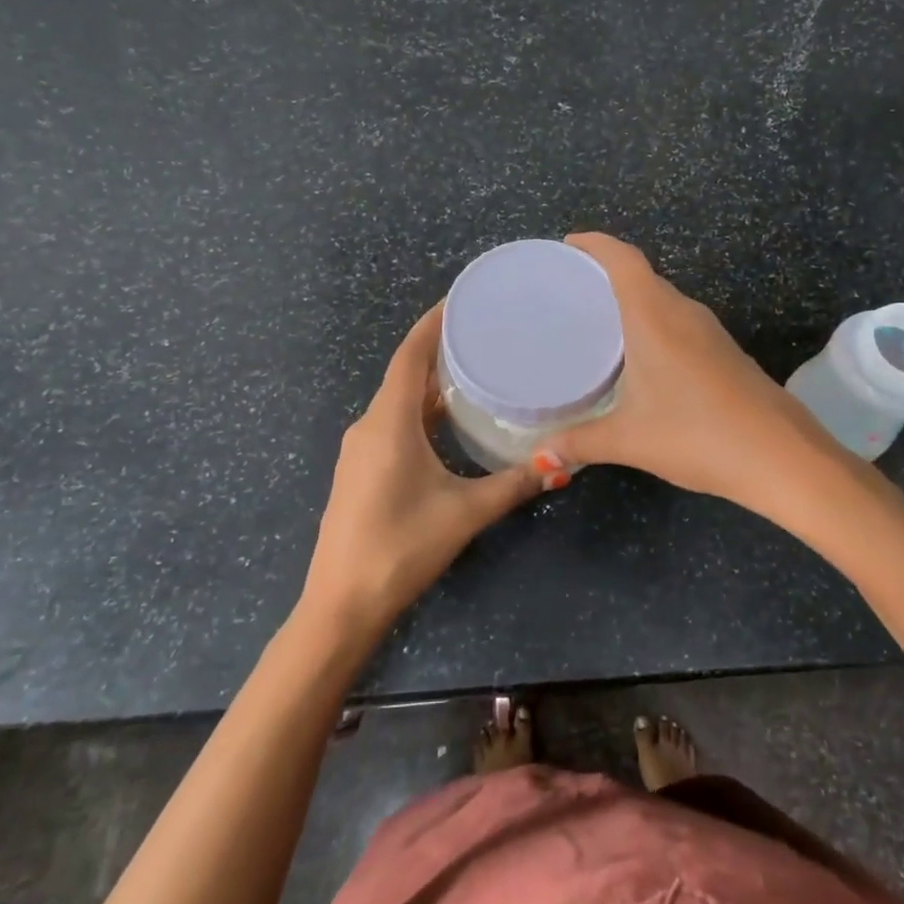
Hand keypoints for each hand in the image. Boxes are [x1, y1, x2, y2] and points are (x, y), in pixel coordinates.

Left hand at [302, 306, 541, 641]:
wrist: (341, 604)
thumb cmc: (401, 547)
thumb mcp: (465, 513)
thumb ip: (514, 484)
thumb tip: (561, 462)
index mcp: (388, 423)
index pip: (409, 355)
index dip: (433, 323)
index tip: (462, 299)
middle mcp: (369, 425)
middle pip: (405, 373)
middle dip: (440, 350)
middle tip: (484, 333)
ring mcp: (360, 449)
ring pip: (399, 400)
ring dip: (431, 383)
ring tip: (475, 369)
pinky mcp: (361, 470)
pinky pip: (393, 422)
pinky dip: (421, 410)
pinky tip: (449, 421)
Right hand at [540, 233, 854, 520]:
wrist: (781, 457)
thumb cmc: (697, 434)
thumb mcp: (628, 440)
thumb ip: (579, 443)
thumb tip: (540, 456)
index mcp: (655, 317)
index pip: (623, 260)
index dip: (596, 244)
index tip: (569, 243)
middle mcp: (684, 314)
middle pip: (643, 276)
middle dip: (608, 272)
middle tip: (571, 287)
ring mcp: (710, 332)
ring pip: (664, 300)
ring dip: (634, 299)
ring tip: (598, 318)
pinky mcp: (726, 353)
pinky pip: (680, 322)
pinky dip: (654, 323)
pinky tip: (640, 354)